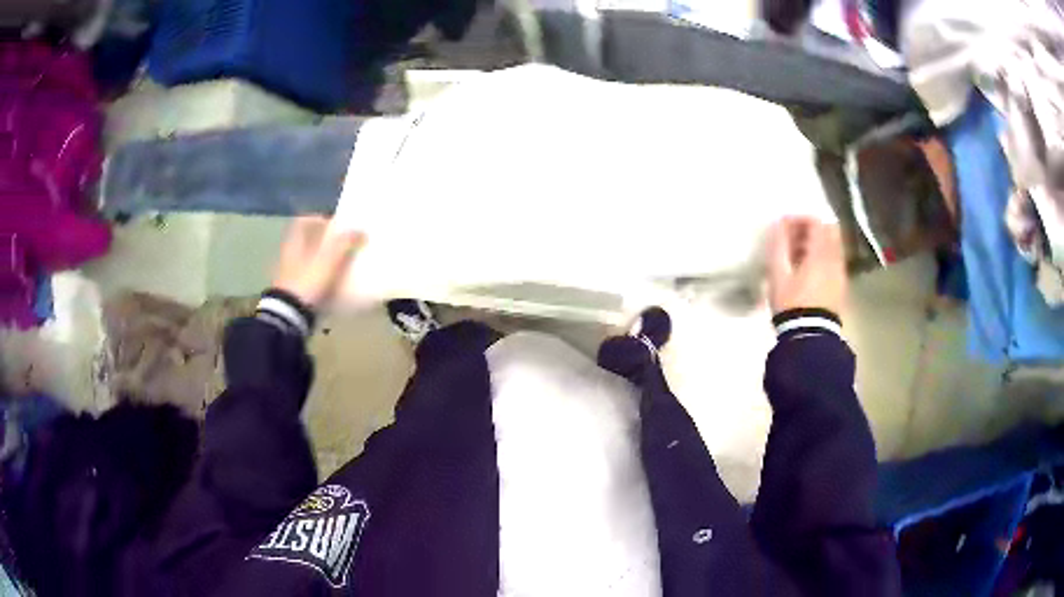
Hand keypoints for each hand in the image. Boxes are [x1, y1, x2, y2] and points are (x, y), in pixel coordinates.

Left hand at [272, 216, 363, 307]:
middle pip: (308, 241)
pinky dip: (320, 280)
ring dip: (324, 262)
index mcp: (295, 241)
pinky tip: (333, 286)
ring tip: (342, 267)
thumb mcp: (329, 259)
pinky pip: (309, 279)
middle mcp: (289, 254)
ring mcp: (289, 274)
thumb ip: (345, 242)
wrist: (290, 314)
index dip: (320, 219)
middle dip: (325, 242)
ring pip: (308, 260)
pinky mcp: (293, 291)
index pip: (304, 220)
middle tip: (344, 246)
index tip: (336, 225)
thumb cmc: (308, 280)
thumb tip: (361, 231)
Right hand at [767, 217, 845, 315]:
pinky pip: (834, 262)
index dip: (799, 218)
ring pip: (833, 247)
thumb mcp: (778, 274)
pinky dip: (822, 258)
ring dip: (817, 245)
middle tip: (794, 238)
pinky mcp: (840, 287)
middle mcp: (835, 258)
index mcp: (820, 253)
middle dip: (811, 229)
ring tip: (798, 256)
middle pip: (829, 230)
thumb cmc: (792, 303)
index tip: (784, 226)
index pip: (816, 222)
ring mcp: (840, 273)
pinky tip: (808, 272)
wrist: (810, 337)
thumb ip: (779, 246)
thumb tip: (780, 224)